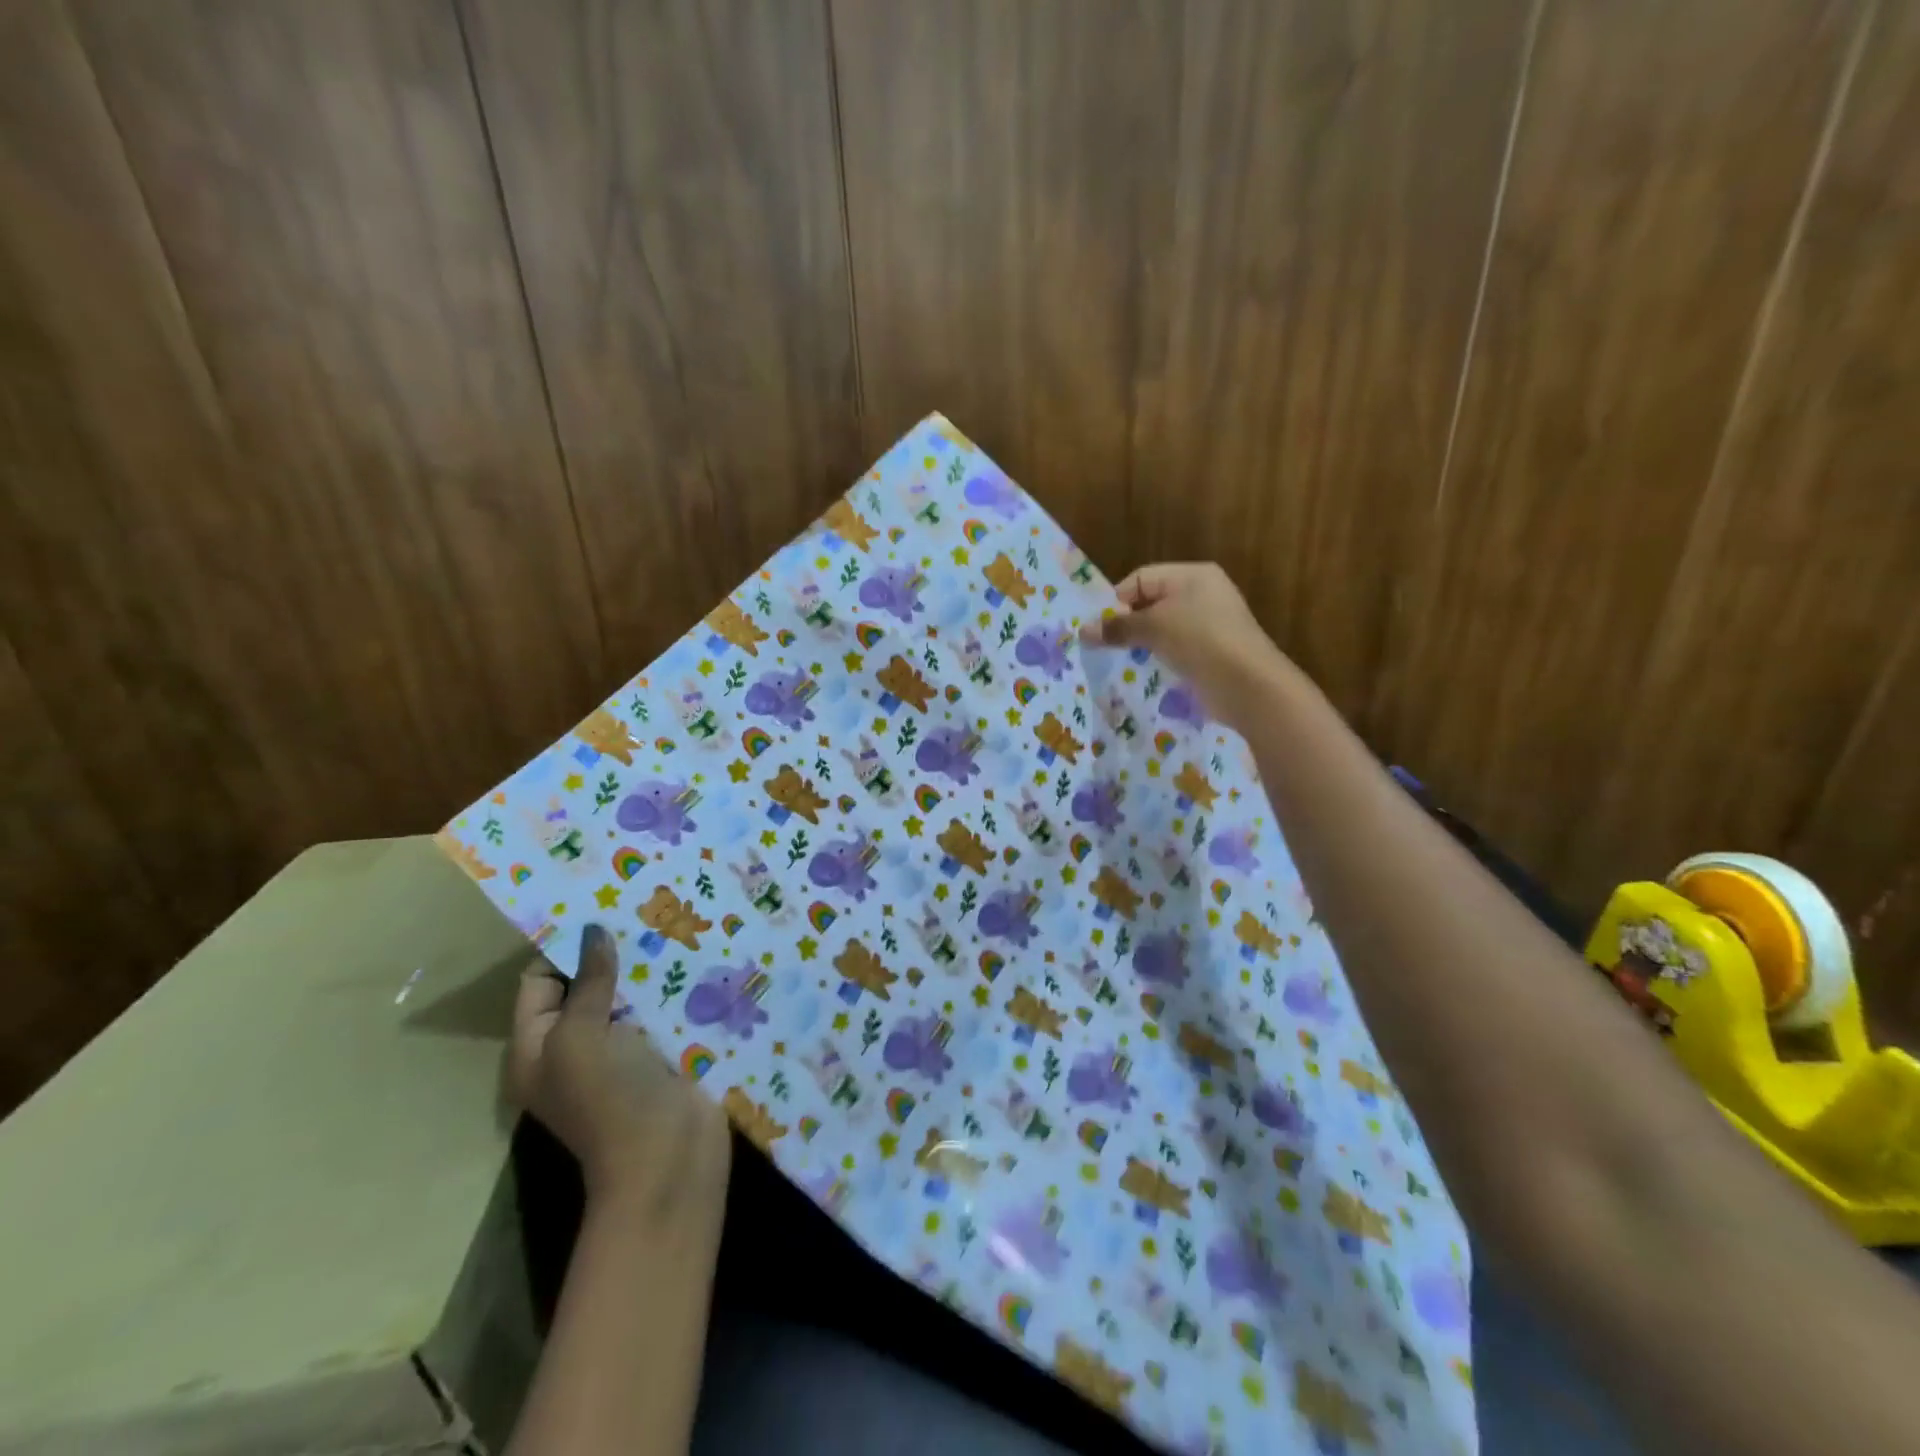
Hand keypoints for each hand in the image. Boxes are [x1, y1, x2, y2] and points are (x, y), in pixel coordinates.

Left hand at [509, 924, 728, 1198]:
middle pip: (588, 985)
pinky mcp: (664, 1052)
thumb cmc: (608, 1098)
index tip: (597, 907)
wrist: (668, 1157)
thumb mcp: (580, 1037)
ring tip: (673, 918)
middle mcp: (576, 1046)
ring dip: (649, 964)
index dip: (563, 949)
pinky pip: (664, 1009)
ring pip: (631, 994)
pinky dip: (675, 984)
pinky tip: (697, 952)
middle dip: (612, 950)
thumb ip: (588, 983)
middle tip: (641, 904)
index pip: (539, 983)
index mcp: (537, 1048)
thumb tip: (593, 931)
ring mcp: (623, 1051)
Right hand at [1079, 562, 1294, 724]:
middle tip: (1105, 646)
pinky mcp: (1213, 652)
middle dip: (1127, 623)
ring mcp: (1210, 624)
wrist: (1248, 684)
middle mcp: (1203, 593)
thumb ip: (1117, 627)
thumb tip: (1082, 630)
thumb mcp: (1153, 628)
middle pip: (1151, 603)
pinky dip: (1161, 658)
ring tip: (1123, 661)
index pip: (1140, 578)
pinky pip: (1177, 649)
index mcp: (1192, 575)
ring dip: (1142, 644)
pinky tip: (1148, 673)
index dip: (1117, 600)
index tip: (1100, 628)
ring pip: (1163, 628)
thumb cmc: (1199, 641)